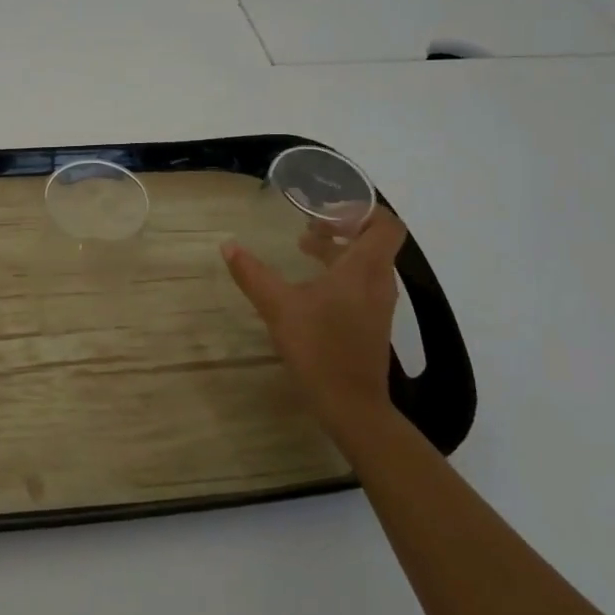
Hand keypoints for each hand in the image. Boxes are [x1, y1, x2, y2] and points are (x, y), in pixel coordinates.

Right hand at [221, 209, 407, 437]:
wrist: (350, 404)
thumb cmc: (318, 347)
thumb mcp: (278, 306)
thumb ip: (252, 273)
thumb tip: (228, 245)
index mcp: (364, 269)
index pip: (385, 225)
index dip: (362, 210)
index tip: (328, 210)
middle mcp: (378, 282)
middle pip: (373, 242)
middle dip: (342, 229)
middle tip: (308, 227)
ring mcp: (378, 305)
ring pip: (366, 264)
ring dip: (339, 252)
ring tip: (304, 251)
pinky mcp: (372, 324)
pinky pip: (362, 285)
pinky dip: (340, 274)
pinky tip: (311, 288)